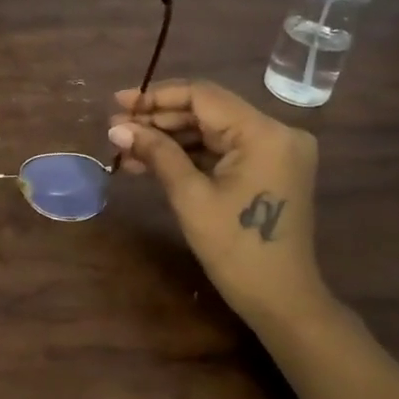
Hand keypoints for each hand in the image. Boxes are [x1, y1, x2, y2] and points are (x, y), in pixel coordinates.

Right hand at [108, 80, 333, 332]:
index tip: (119, 102)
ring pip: (212, 130)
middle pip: (208, 111)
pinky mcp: (270, 167)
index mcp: (263, 133)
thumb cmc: (236, 250)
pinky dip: (190, 154)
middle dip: (160, 119)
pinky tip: (151, 161)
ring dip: (170, 138)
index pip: (203, 96)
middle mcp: (276, 131)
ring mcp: (276, 150)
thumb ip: (156, 153)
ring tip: (127, 148)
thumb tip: (116, 127)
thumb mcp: (190, 197)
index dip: (157, 97)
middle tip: (116, 128)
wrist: (283, 302)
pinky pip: (223, 149)